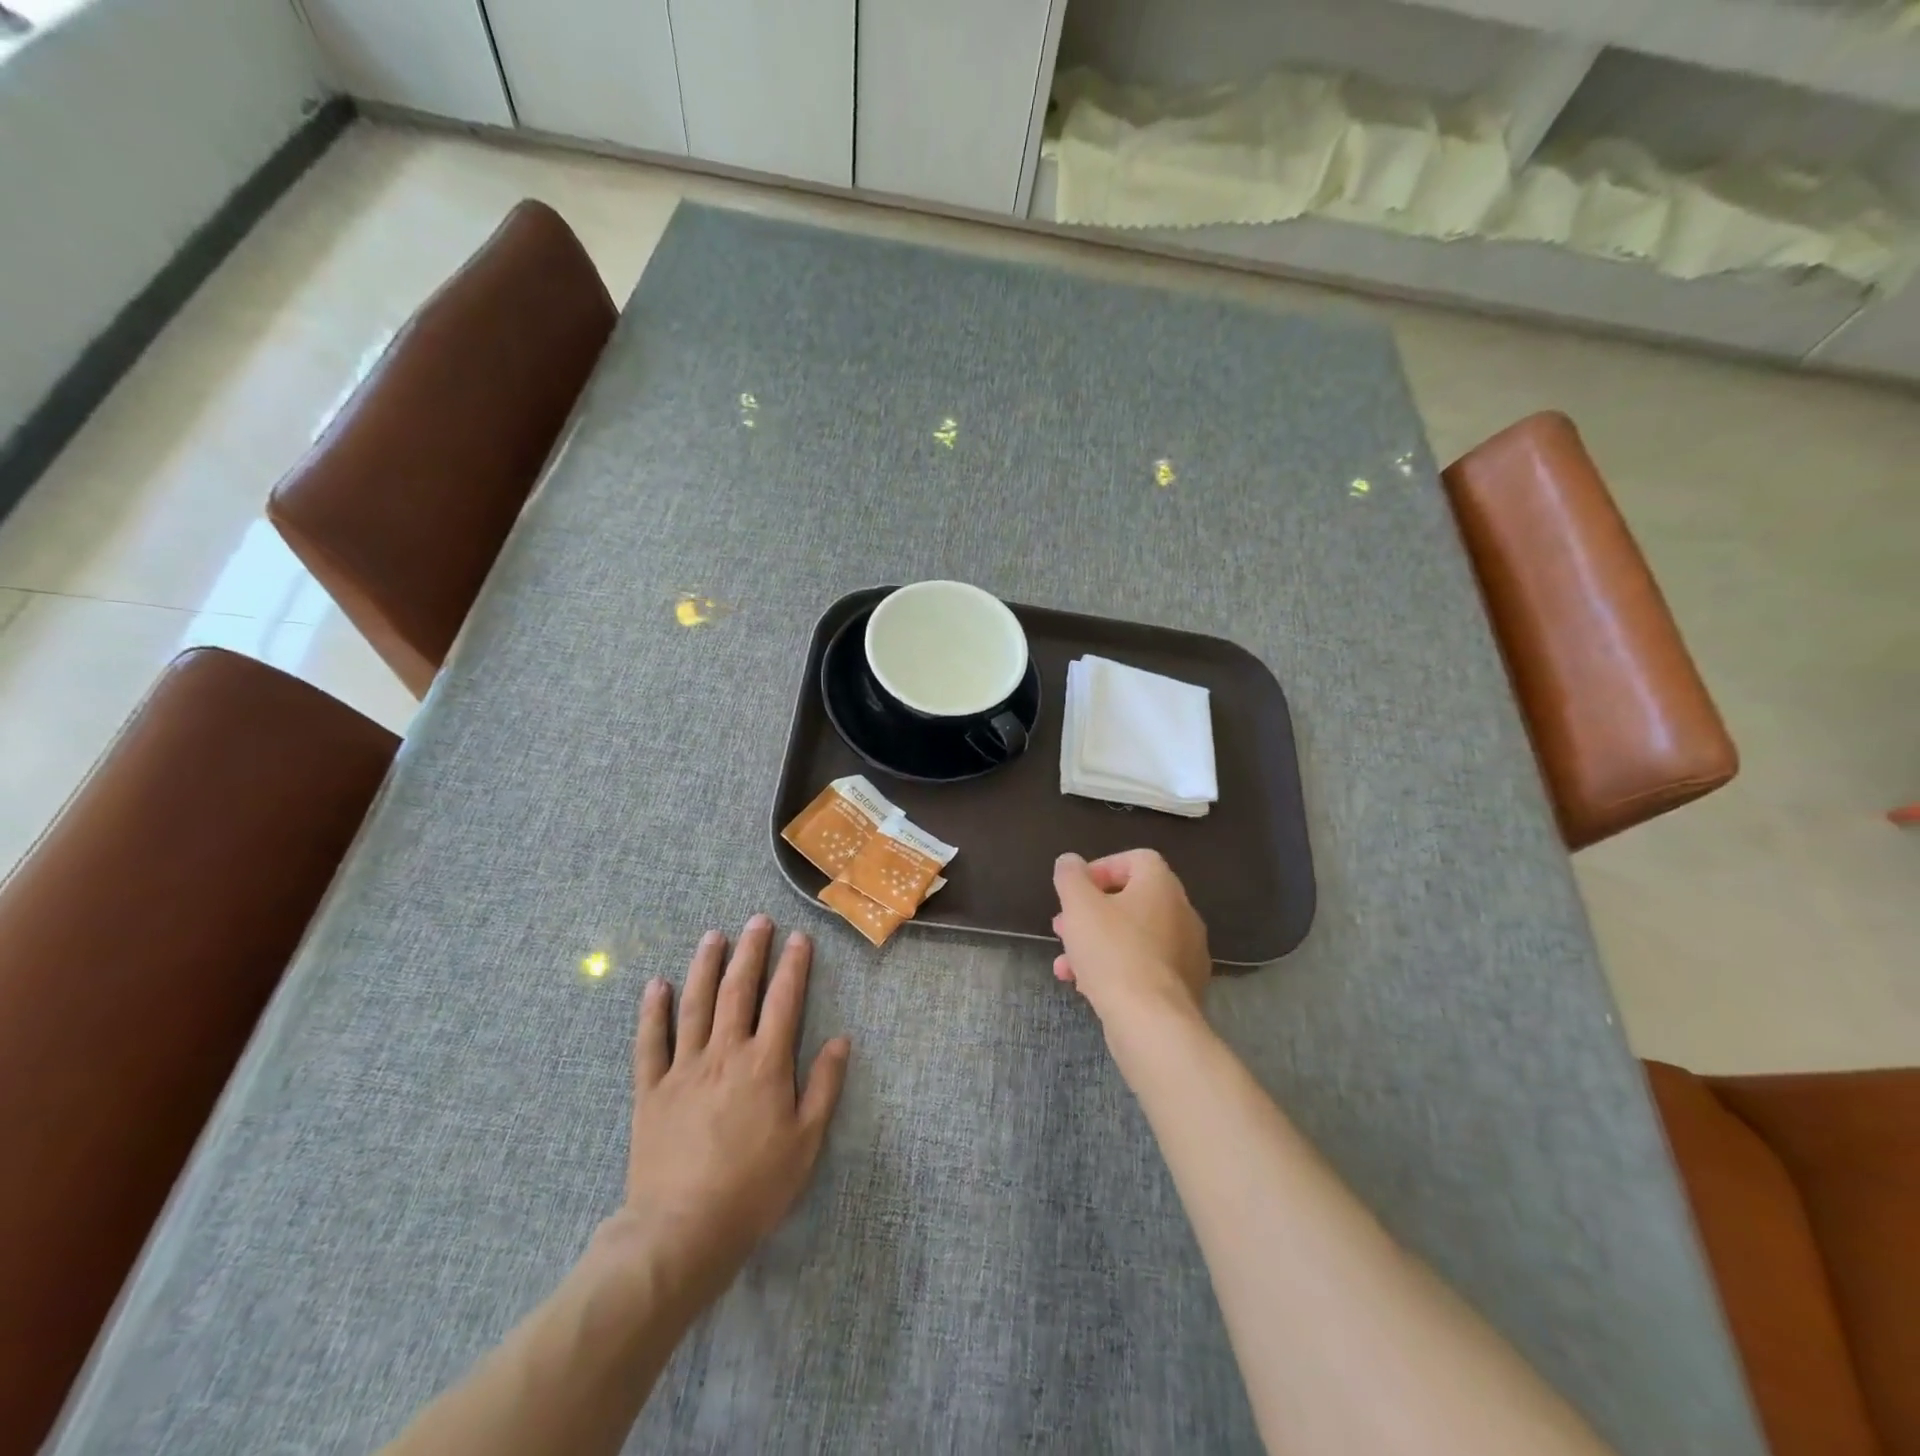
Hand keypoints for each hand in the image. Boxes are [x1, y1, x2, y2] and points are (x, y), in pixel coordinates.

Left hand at [605, 915, 850, 1303]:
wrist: (681, 1232)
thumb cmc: (754, 1189)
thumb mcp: (806, 1142)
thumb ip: (824, 1086)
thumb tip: (842, 1040)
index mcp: (765, 1064)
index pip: (784, 1001)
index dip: (793, 966)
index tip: (799, 938)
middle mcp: (725, 1054)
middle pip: (738, 990)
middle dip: (751, 952)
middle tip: (757, 921)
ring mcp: (683, 1069)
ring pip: (695, 1005)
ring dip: (705, 966)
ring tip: (713, 936)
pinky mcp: (651, 1091)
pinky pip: (650, 1043)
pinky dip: (652, 1012)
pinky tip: (657, 985)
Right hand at [1051, 850, 1210, 1025]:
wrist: (1151, 1022)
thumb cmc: (1113, 952)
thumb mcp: (1079, 906)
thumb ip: (1070, 876)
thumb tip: (1070, 862)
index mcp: (1162, 886)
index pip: (1136, 859)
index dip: (1102, 868)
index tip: (1076, 890)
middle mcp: (1182, 913)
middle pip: (1132, 901)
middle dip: (1091, 913)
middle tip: (1062, 927)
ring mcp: (1186, 953)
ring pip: (1134, 938)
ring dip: (1097, 944)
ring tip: (1065, 965)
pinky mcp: (1183, 987)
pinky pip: (1144, 967)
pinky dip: (1116, 970)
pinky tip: (1087, 988)